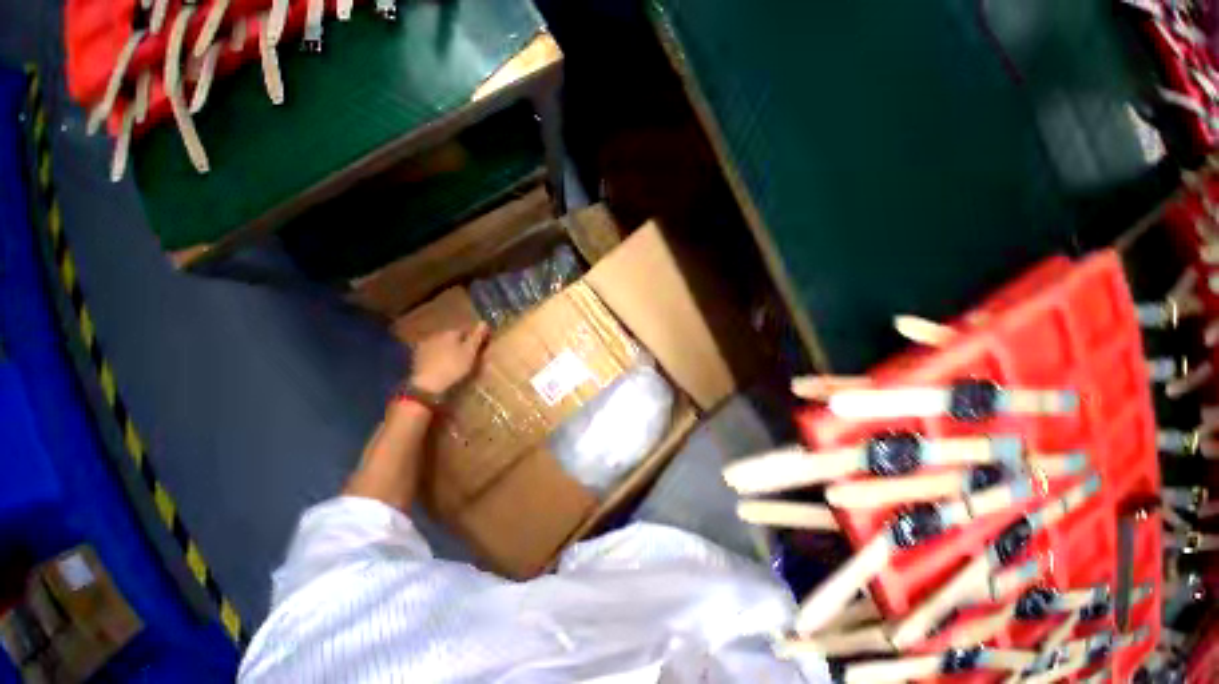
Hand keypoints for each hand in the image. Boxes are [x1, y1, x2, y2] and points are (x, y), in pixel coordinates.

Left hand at [409, 323, 490, 394]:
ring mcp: (424, 346)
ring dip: (448, 350)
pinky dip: (438, 357)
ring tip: (455, 361)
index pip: (465, 329)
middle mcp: (436, 335)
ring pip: (441, 344)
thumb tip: (484, 321)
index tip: (480, 345)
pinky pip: (432, 354)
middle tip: (468, 354)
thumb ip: (477, 337)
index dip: (473, 337)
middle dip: (460, 343)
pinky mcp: (417, 358)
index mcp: (450, 332)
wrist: (426, 385)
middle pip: (452, 336)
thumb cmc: (453, 367)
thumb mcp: (470, 352)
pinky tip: (442, 366)